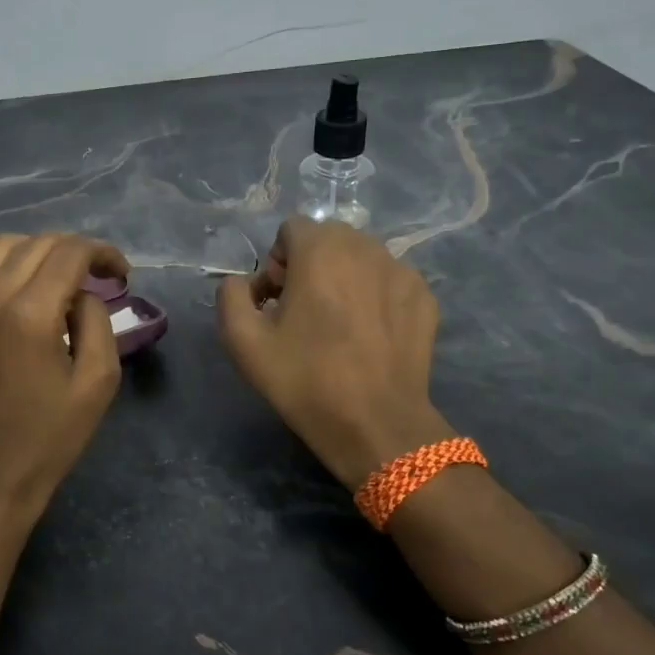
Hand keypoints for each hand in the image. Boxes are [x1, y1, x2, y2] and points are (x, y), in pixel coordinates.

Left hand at [0, 232, 130, 511]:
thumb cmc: (51, 435)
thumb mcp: (99, 381)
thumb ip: (97, 322)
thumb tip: (81, 294)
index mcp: (30, 314)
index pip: (69, 253)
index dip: (102, 253)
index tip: (121, 273)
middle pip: (37, 244)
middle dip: (75, 250)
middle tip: (99, 275)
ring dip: (37, 250)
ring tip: (60, 274)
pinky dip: (1, 262)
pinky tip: (19, 282)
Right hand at [217, 217, 453, 488]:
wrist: (375, 424)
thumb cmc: (304, 380)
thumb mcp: (243, 342)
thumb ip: (230, 295)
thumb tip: (241, 282)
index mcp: (320, 250)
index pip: (290, 229)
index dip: (275, 263)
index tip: (276, 302)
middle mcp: (365, 247)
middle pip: (328, 239)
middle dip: (310, 265)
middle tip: (303, 313)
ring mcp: (401, 270)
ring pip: (362, 257)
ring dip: (343, 278)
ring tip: (338, 325)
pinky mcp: (424, 297)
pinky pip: (389, 280)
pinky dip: (375, 295)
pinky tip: (369, 335)